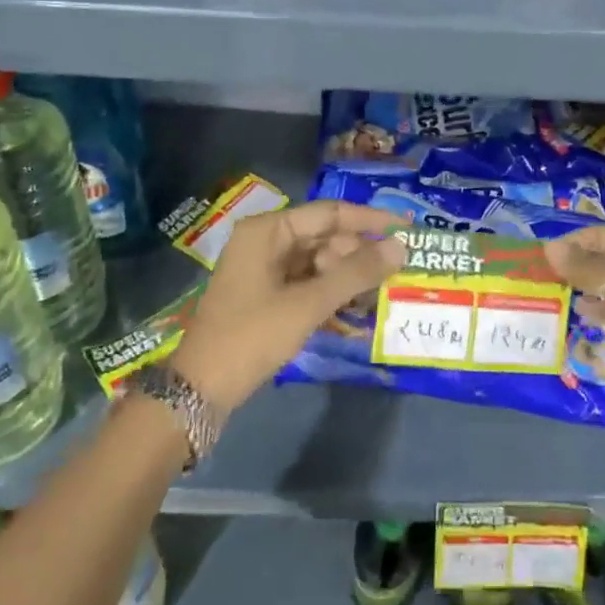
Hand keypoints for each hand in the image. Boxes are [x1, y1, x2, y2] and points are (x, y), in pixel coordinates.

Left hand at [168, 201, 406, 414]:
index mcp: (268, 230)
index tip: (406, 229)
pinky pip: (306, 282)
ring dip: (346, 275)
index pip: (329, 213)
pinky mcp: (264, 296)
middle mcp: (264, 241)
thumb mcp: (308, 304)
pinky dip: (329, 292)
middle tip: (394, 272)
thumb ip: (356, 273)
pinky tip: (354, 307)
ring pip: (317, 261)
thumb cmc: (251, 336)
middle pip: (324, 236)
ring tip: (378, 293)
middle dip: (358, 253)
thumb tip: (402, 248)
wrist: (198, 391)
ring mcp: (262, 269)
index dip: (369, 220)